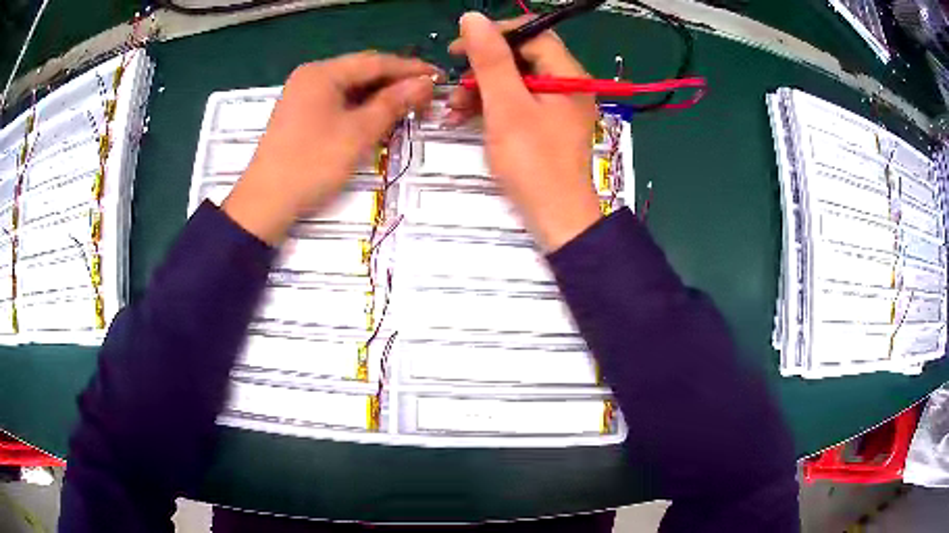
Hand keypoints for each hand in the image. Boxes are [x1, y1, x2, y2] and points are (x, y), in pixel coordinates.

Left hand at [223, 52, 438, 244]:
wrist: (265, 202)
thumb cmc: (312, 164)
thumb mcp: (358, 133)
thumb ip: (393, 103)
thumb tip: (425, 84)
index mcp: (322, 73)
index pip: (376, 62)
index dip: (410, 69)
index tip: (439, 78)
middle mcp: (311, 76)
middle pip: (362, 72)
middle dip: (395, 83)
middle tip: (426, 98)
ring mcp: (303, 95)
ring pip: (351, 88)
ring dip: (379, 97)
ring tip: (408, 109)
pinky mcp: (301, 113)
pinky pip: (338, 102)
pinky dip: (360, 108)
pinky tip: (378, 118)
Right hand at [448, 13, 600, 251]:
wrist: (556, 219)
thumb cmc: (533, 162)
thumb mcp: (506, 105)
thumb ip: (491, 59)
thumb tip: (473, 18)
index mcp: (567, 76)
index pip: (533, 35)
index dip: (495, 35)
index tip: (460, 48)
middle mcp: (567, 86)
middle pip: (522, 59)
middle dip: (483, 68)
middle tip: (454, 82)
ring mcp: (558, 108)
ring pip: (516, 82)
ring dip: (482, 90)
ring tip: (453, 108)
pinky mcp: (547, 126)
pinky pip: (518, 104)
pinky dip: (492, 107)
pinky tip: (465, 118)